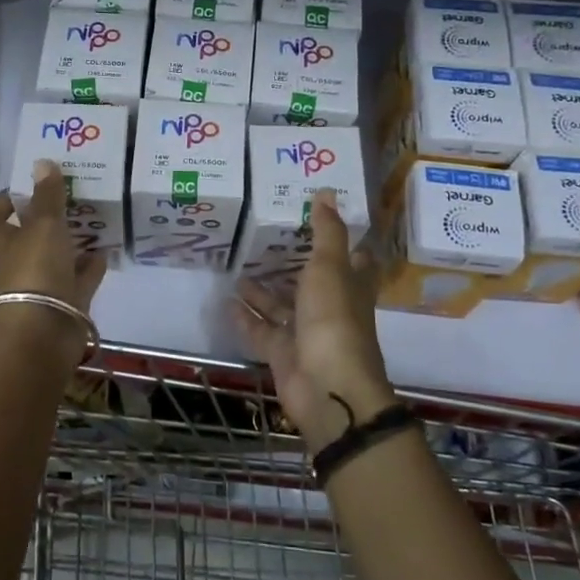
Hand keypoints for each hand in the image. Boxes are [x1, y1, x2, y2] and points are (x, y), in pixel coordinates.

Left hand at [0, 159, 107, 364]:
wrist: (43, 334)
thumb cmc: (35, 271)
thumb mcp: (44, 226)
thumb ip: (47, 196)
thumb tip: (42, 162)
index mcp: (2, 243)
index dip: (0, 203)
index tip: (23, 189)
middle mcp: (17, 264)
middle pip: (26, 238)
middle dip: (46, 221)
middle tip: (70, 200)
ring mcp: (41, 286)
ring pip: (55, 258)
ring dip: (71, 243)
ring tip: (93, 222)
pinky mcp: (64, 304)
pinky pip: (78, 280)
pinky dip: (90, 266)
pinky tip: (106, 250)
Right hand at [233, 188, 394, 451]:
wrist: (327, 387)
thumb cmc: (334, 320)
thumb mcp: (330, 267)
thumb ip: (326, 232)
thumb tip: (326, 192)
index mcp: (350, 286)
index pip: (352, 259)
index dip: (340, 241)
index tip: (318, 219)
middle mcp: (330, 308)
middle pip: (311, 283)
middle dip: (290, 265)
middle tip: (263, 241)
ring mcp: (306, 333)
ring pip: (282, 307)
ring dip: (262, 291)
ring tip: (236, 269)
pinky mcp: (283, 354)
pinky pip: (262, 331)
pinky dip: (246, 318)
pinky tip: (226, 302)